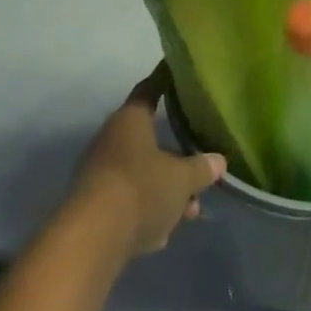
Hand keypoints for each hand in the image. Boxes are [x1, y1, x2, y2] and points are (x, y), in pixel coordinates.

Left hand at [70, 66, 225, 258]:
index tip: (177, 71)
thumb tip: (218, 161)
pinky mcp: (95, 205)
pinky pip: (129, 201)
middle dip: (175, 156)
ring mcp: (100, 173)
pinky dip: (148, 211)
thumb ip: (201, 168)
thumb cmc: (141, 190)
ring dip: (165, 190)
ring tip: (191, 209)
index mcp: (130, 120)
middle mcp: (111, 140)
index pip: (149, 90)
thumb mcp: (182, 179)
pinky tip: (165, 231)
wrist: (92, 239)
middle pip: (148, 140)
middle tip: (199, 164)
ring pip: (141, 174)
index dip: (164, 80)